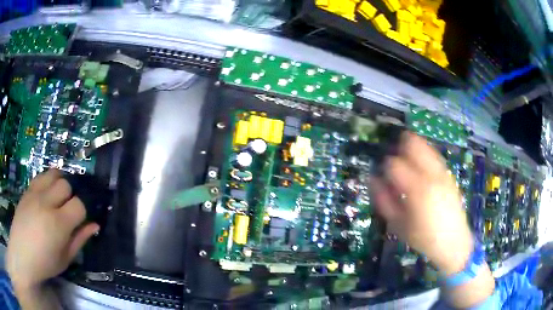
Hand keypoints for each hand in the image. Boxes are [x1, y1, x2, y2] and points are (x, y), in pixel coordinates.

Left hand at [6, 169, 99, 291]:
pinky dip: (48, 180)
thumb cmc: (44, 263)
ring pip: (54, 174)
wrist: (21, 253)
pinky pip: (41, 176)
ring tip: (58, 197)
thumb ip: (80, 240)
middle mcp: (46, 203)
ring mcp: (35, 193)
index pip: (79, 205)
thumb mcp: (65, 259)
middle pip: (66, 185)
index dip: (82, 212)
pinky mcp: (28, 190)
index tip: (80, 221)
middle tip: (67, 211)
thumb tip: (95, 225)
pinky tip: (47, 193)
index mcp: (58, 224)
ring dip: (60, 183)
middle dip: (71, 196)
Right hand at [372, 133, 472, 274]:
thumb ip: (383, 201)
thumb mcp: (398, 224)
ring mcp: (442, 173)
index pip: (395, 165)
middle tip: (395, 154)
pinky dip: (425, 154)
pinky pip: (435, 156)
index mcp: (416, 189)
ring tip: (407, 155)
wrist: (453, 242)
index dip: (385, 166)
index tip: (383, 174)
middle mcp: (431, 175)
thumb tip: (373, 180)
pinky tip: (421, 164)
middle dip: (401, 145)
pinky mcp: (449, 176)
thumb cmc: (422, 237)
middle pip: (413, 146)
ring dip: (414, 147)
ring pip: (426, 147)